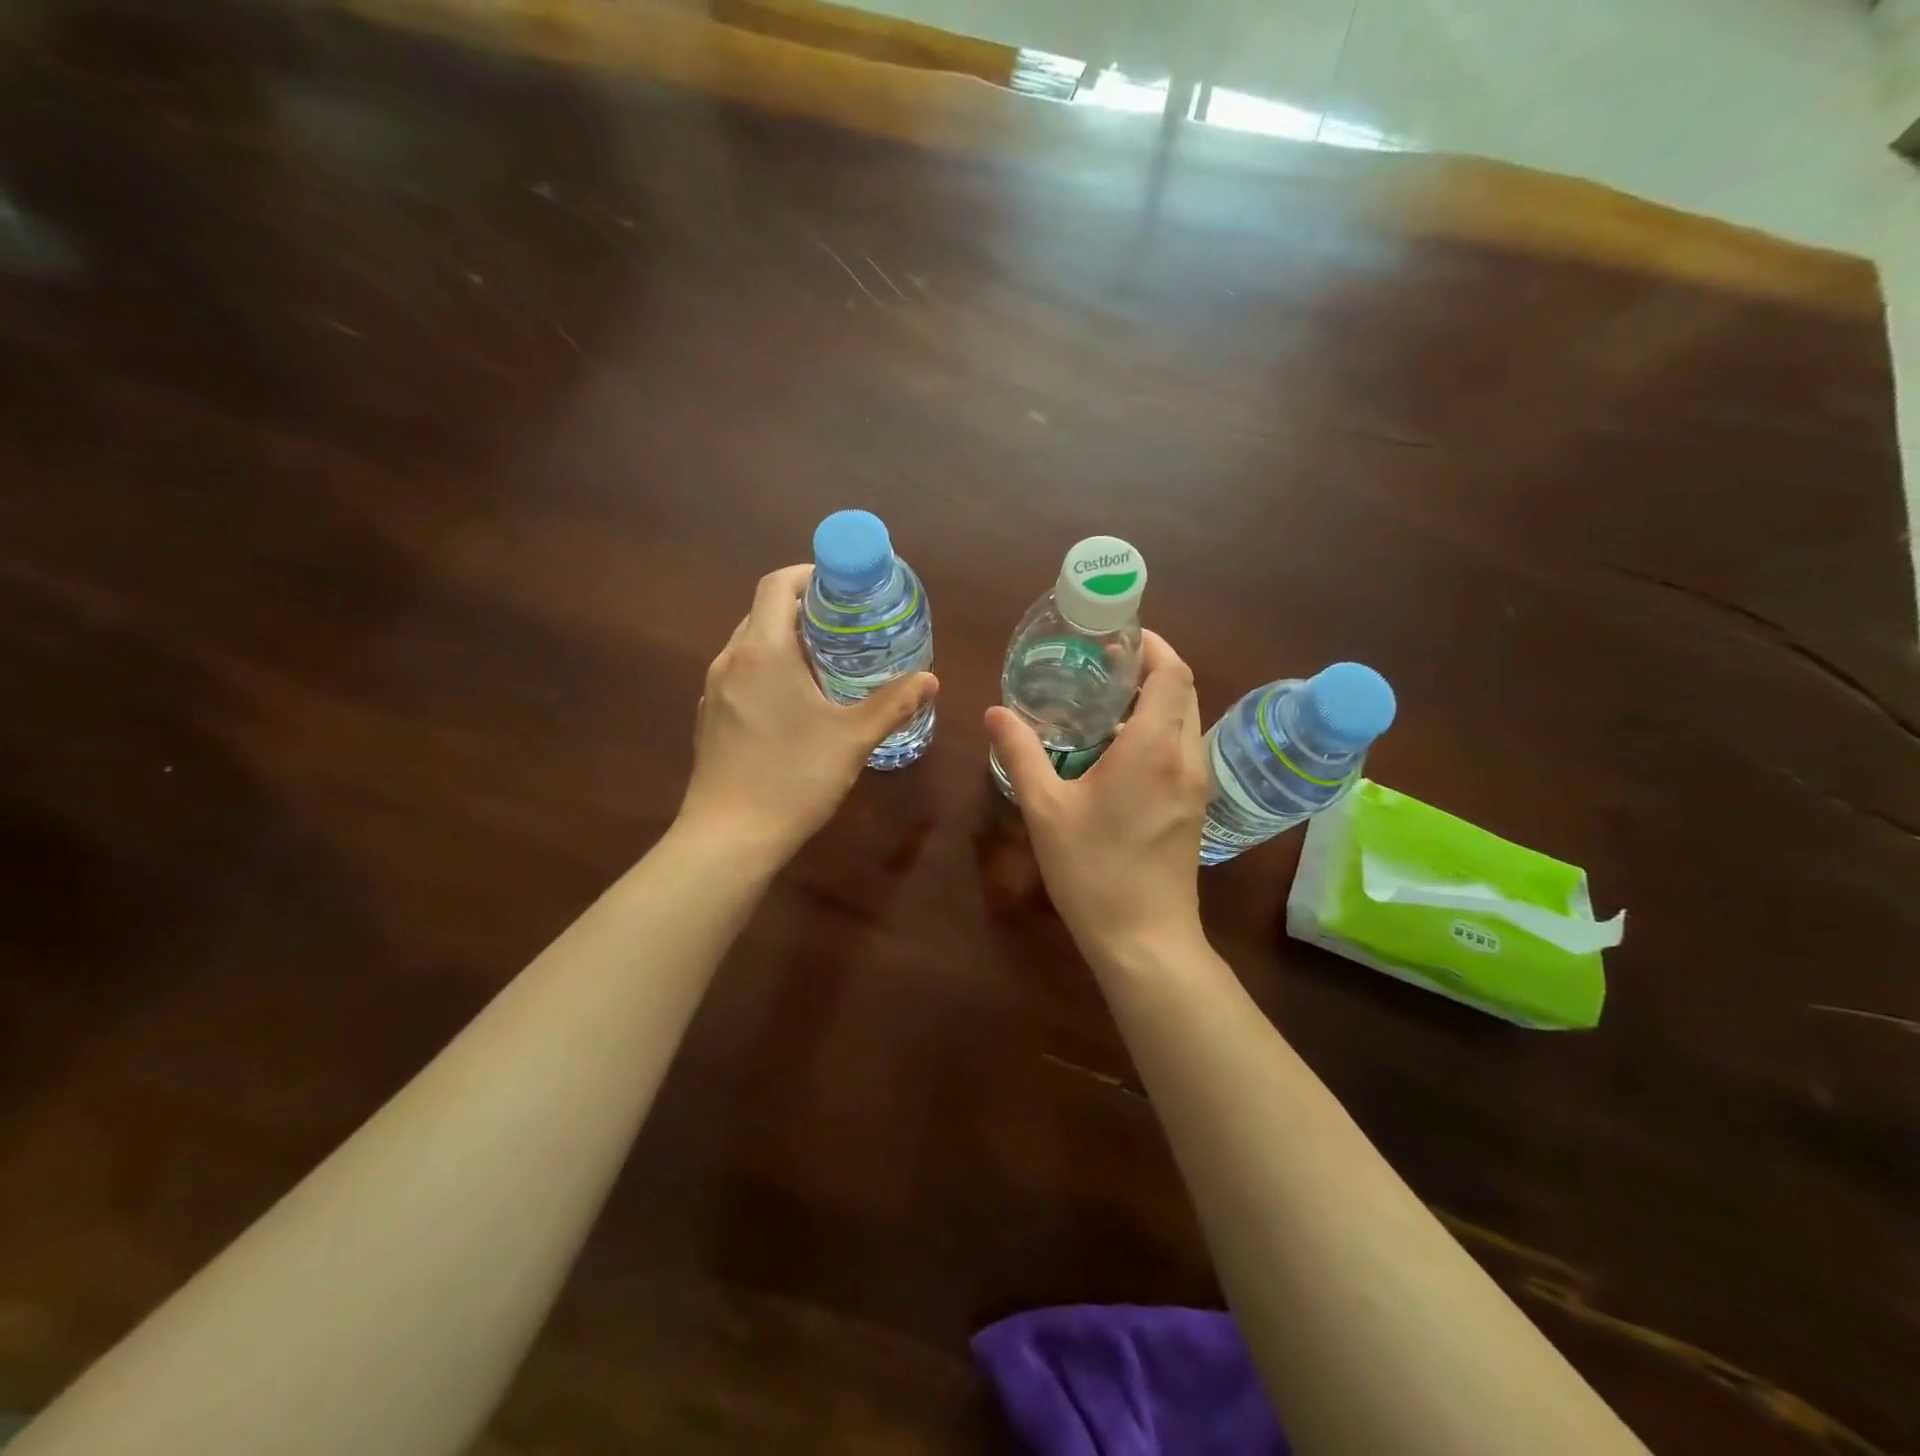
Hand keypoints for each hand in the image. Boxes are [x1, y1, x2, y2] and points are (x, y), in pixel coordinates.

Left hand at [679, 565, 937, 863]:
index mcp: (763, 652)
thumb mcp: (852, 739)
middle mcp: (731, 660)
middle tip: (846, 626)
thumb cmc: (793, 778)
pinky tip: (795, 703)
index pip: (776, 585)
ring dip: (785, 641)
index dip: (808, 574)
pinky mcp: (710, 717)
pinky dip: (768, 670)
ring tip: (826, 662)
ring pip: (750, 645)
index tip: (841, 586)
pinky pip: (741, 674)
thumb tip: (930, 679)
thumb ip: (893, 704)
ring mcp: (714, 690)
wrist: (728, 837)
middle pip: (762, 612)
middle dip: (803, 609)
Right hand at [985, 630, 1209, 968]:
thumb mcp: (1045, 809)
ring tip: (1105, 701)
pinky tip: (1117, 749)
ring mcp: (1196, 784)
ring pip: (1186, 720)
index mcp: (1154, 747)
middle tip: (1103, 665)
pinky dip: (1159, 730)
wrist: (1145, 939)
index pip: (1172, 672)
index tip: (1118, 636)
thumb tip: (995, 712)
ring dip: (1156, 700)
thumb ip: (1020, 753)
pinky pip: (1183, 748)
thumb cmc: (1093, 870)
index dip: (1153, 645)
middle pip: (1184, 690)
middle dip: (1151, 668)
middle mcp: (1185, 756)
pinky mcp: (1195, 806)